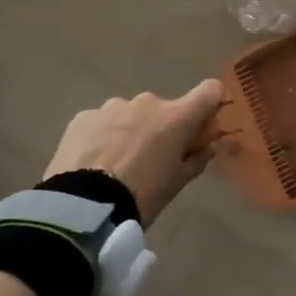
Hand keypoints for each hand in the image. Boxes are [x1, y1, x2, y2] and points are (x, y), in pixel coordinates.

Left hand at [44, 80, 223, 225]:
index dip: (211, 101)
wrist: (85, 205)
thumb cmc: (143, 194)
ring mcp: (112, 107)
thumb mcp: (178, 182)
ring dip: (130, 130)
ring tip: (116, 162)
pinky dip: (103, 136)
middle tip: (151, 157)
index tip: (204, 120)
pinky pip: (102, 122)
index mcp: (176, 117)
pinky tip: (93, 161)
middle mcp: (147, 103)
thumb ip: (198, 158)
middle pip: (164, 108)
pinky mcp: (83, 117)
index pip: (209, 91)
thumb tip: (208, 145)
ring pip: (130, 114)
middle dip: (162, 127)